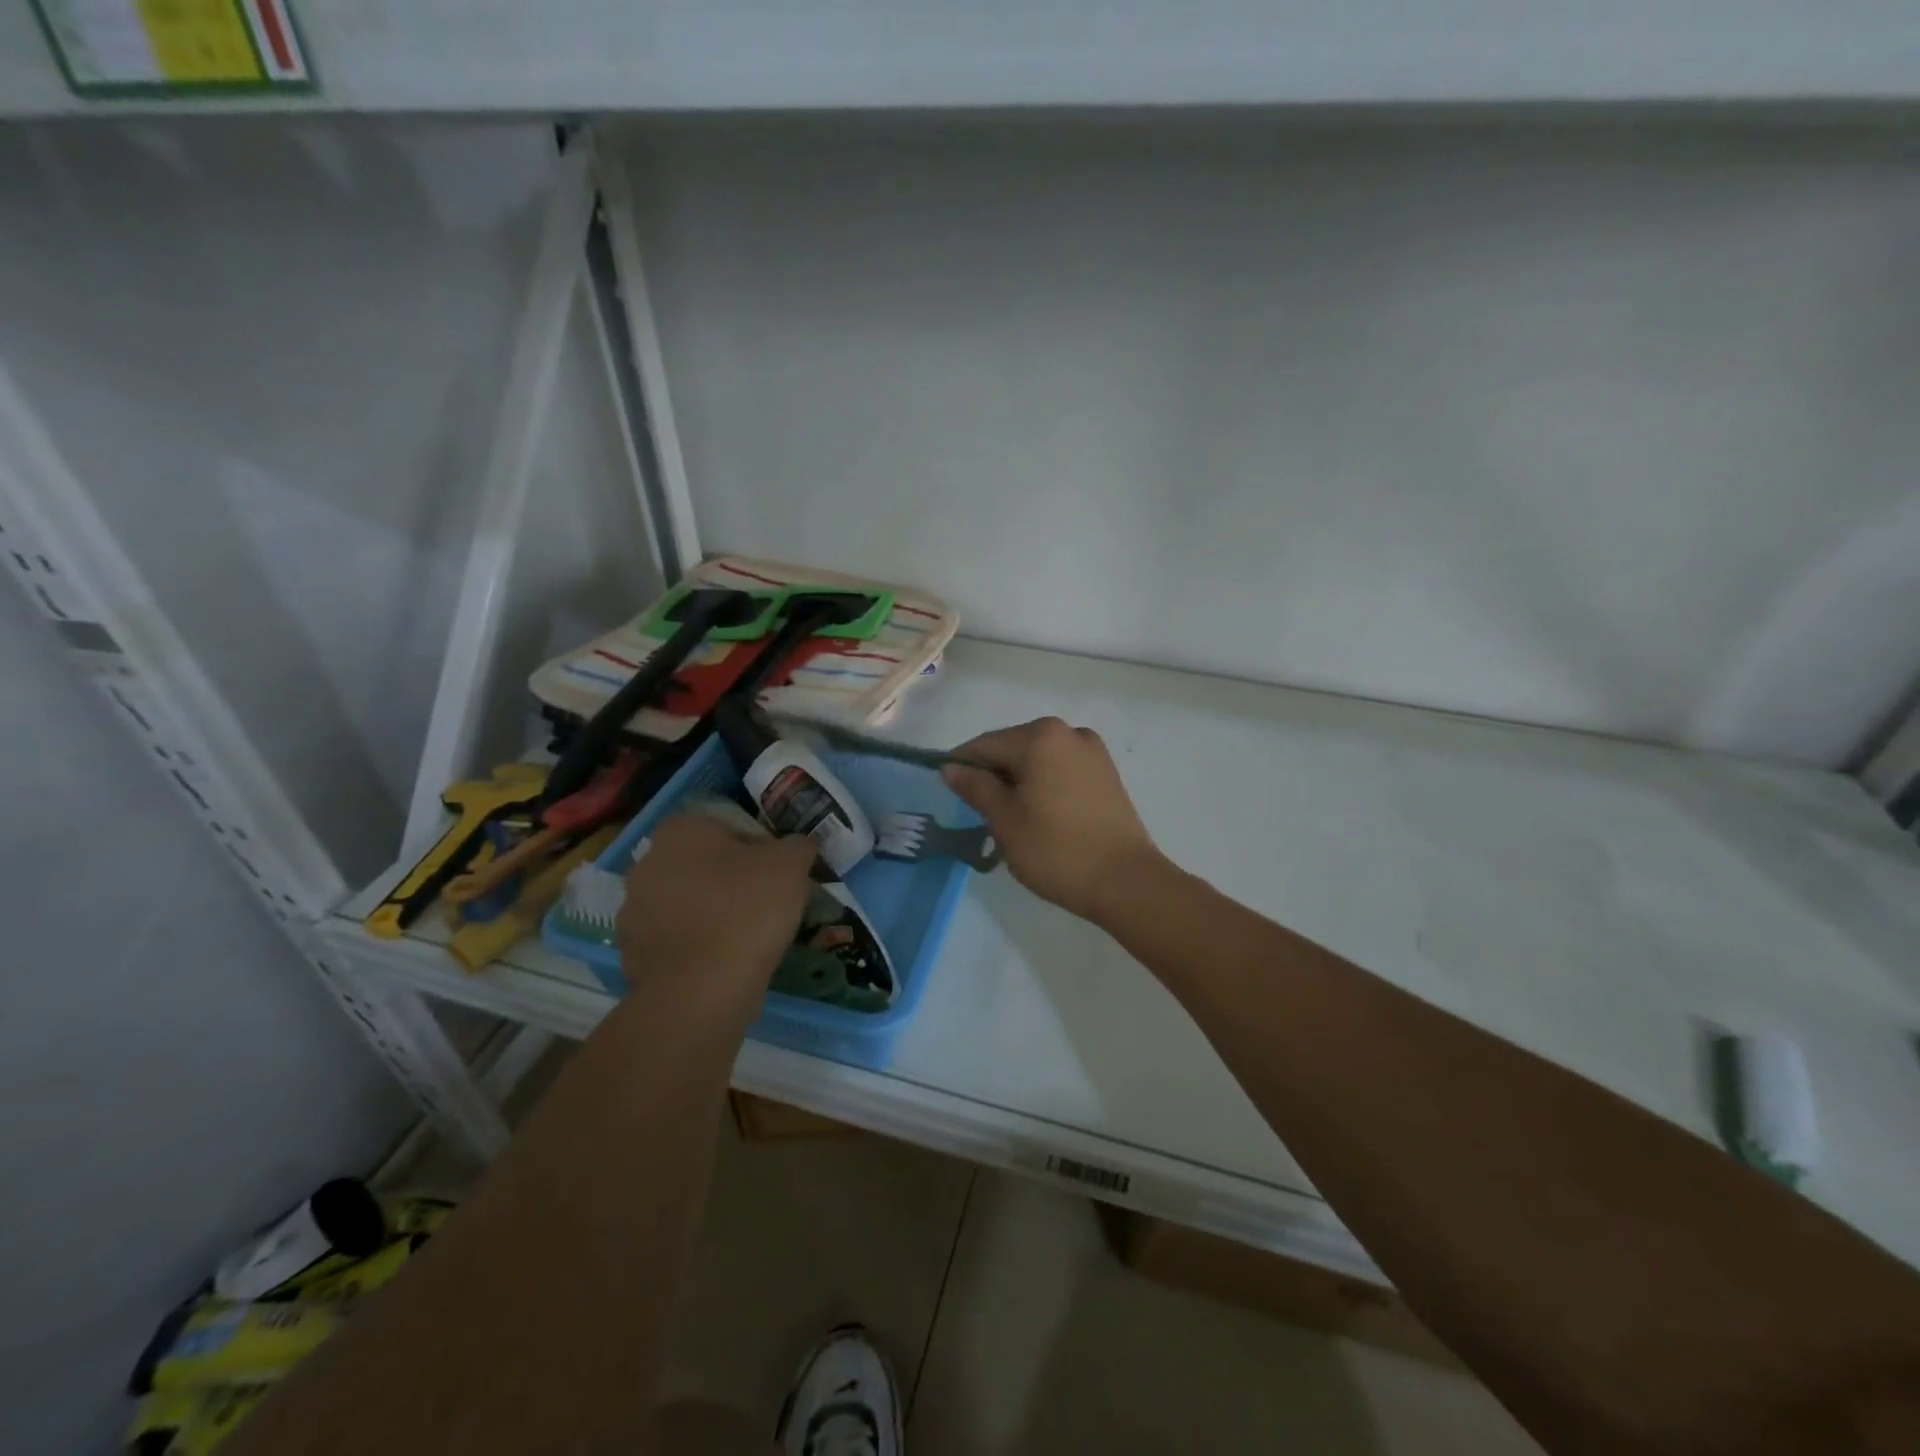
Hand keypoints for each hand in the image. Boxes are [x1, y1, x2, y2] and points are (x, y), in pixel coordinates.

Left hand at [616, 814, 816, 1016]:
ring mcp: (632, 911)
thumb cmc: (747, 911)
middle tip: (761, 902)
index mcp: (681, 831)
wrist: (701, 991)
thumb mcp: (792, 865)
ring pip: (682, 902)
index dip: (753, 846)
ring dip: (706, 912)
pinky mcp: (630, 953)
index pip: (722, 826)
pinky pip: (671, 940)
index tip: (774, 871)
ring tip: (743, 937)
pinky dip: (692, 947)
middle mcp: (647, 863)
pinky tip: (720, 962)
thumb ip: (797, 845)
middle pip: (698, 863)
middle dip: (726, 878)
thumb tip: (796, 846)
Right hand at [941, 717, 1164, 923]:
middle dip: (994, 776)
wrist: (1125, 881)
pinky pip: (1061, 770)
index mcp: (1040, 736)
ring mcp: (1092, 751)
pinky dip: (1044, 786)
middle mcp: (1068, 732)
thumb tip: (950, 767)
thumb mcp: (1004, 819)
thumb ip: (975, 786)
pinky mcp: (1107, 773)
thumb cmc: (1055, 849)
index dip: (962, 768)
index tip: (950, 796)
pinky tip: (1042, 817)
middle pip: (1013, 748)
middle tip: (982, 816)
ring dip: (1020, 782)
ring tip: (1013, 821)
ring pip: (1039, 760)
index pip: (984, 745)